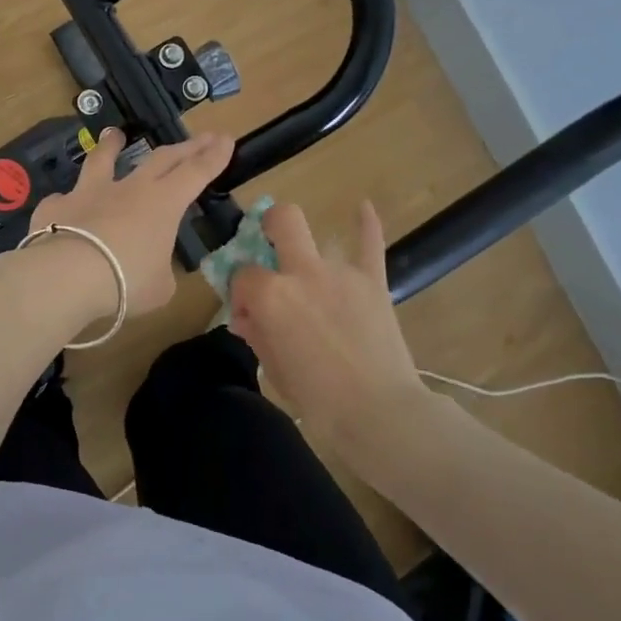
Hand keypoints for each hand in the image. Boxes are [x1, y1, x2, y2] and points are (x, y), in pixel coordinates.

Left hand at [28, 128, 234, 318]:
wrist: (66, 276)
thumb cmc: (125, 282)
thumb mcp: (159, 287)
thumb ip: (159, 271)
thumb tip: (150, 268)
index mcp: (162, 204)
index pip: (196, 173)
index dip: (213, 157)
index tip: (225, 139)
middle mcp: (128, 189)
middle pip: (161, 159)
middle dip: (186, 147)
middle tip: (202, 137)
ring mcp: (88, 193)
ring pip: (102, 161)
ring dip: (111, 146)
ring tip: (114, 134)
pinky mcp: (56, 206)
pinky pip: (63, 200)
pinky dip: (68, 201)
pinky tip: (63, 204)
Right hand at [227, 201, 425, 443]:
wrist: (379, 413)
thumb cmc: (317, 399)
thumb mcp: (273, 368)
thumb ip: (257, 334)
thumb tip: (248, 318)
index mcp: (270, 295)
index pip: (243, 276)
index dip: (242, 293)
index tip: (249, 314)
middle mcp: (302, 272)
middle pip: (282, 222)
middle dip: (270, 224)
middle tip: (268, 241)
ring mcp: (340, 272)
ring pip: (321, 238)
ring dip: (309, 248)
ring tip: (309, 266)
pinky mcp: (373, 282)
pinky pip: (370, 244)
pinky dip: (366, 225)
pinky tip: (363, 207)